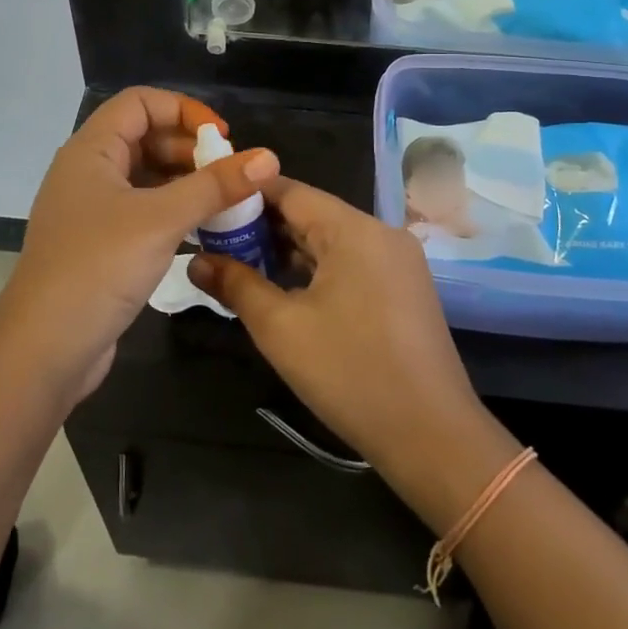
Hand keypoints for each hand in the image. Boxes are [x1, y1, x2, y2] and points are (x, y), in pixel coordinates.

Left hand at [0, 88, 279, 397]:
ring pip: (146, 177)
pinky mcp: (101, 244)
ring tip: (226, 201)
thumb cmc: (99, 268)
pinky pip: (143, 211)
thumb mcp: (161, 220)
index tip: (222, 137)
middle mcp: (88, 172)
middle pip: (145, 137)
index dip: (183, 109)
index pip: (140, 103)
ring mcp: (92, 210)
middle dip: (190, 149)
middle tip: (230, 174)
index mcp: (90, 151)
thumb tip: (269, 157)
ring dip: (185, 182)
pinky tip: (203, 230)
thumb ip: (216, 186)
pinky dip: (173, 212)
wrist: (44, 350)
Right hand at [187, 177, 483, 472]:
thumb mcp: (281, 328)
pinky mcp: (404, 288)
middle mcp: (381, 233)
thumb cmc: (350, 373)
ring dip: (288, 250)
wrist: (433, 437)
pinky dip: (316, 269)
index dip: (246, 195)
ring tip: (240, 264)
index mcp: (354, 229)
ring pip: (331, 240)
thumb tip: (195, 260)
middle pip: (312, 213)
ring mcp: (398, 261)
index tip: (208, 205)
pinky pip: (351, 262)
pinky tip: (285, 288)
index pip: (290, 191)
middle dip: (263, 226)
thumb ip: (236, 285)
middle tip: (215, 240)